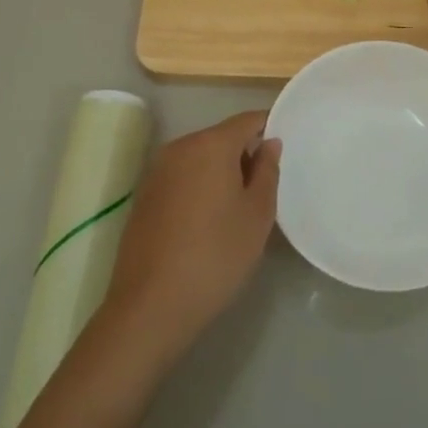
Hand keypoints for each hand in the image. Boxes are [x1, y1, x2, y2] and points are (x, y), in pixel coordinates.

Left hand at [102, 111, 281, 362]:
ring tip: (237, 209)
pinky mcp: (144, 196)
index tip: (284, 154)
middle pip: (222, 137)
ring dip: (221, 173)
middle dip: (244, 155)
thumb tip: (269, 143)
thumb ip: (267, 171)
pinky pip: (182, 177)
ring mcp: (157, 171)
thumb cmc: (215, 256)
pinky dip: (198, 188)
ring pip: (200, 158)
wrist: (149, 307)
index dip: (269, 129)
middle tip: (264, 190)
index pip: (248, 120)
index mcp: (210, 144)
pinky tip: (207, 223)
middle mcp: (180, 147)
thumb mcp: (257, 215)